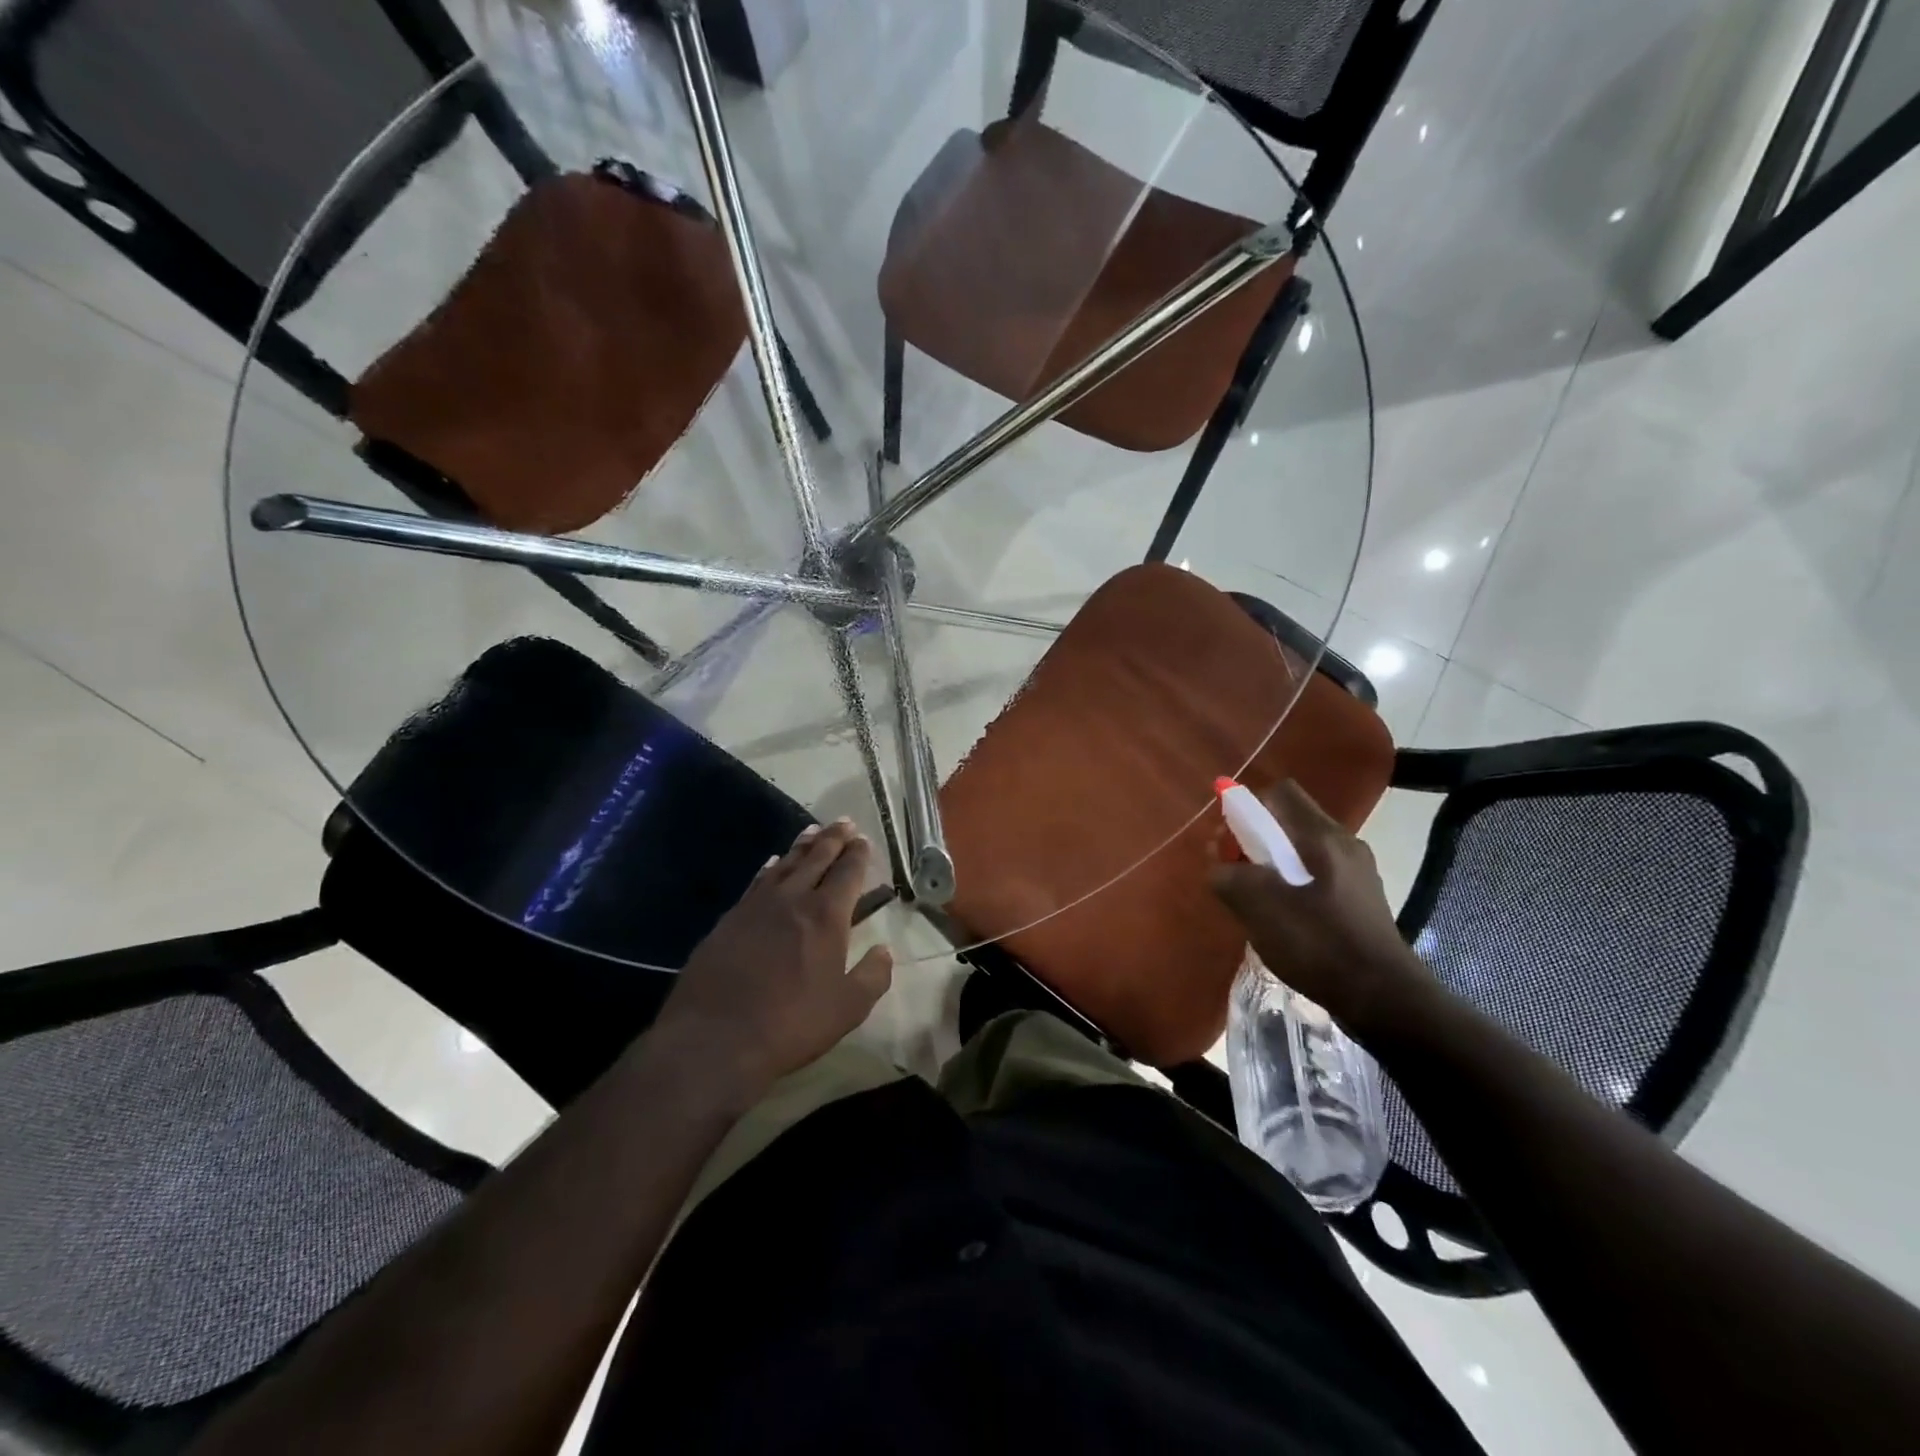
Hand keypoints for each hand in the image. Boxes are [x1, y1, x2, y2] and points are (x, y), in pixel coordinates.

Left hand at [650, 820, 893, 1096]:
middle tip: (843, 822)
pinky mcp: (728, 920)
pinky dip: (769, 868)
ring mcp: (755, 906)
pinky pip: (756, 882)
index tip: (863, 839)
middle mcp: (792, 899)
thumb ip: (873, 976)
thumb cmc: (790, 1024)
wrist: (714, 1039)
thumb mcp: (847, 1009)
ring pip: (784, 864)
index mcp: (826, 916)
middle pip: (816, 858)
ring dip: (801, 846)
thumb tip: (884, 951)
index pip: (847, 872)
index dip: (858, 854)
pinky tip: (771, 863)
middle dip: (833, 839)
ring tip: (812, 831)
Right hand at [1209, 780, 1435, 1039]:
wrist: (1383, 999)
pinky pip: (1315, 876)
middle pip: (1288, 822)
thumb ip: (1228, 876)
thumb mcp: (1258, 907)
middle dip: (1254, 840)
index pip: (1279, 793)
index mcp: (1322, 836)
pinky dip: (1291, 886)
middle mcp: (1344, 844)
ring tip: (1254, 900)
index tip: (1230, 841)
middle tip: (1234, 873)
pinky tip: (1282, 919)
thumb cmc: (1318, 943)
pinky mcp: (1360, 900)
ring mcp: (1356, 873)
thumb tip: (1219, 865)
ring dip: (1270, 866)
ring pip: (1300, 851)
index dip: (1247, 807)